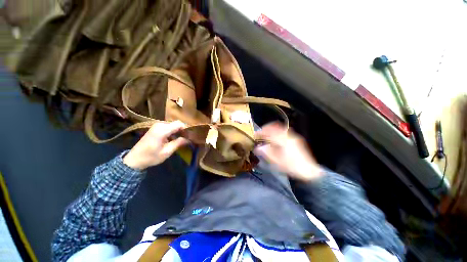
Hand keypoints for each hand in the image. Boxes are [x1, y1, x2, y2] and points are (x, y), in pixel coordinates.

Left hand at [123, 121, 188, 169]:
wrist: (134, 159)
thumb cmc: (151, 157)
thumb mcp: (167, 152)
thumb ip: (178, 143)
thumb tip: (189, 139)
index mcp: (162, 130)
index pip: (179, 124)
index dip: (186, 129)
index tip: (190, 136)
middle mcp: (159, 125)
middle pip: (176, 123)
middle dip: (183, 130)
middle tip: (187, 138)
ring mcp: (157, 125)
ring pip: (173, 125)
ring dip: (178, 131)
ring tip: (182, 139)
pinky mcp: (155, 128)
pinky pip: (168, 127)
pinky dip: (173, 131)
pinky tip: (174, 138)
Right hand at [254, 122, 321, 181]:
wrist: (309, 171)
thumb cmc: (292, 167)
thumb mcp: (277, 162)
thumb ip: (267, 153)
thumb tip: (257, 147)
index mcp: (284, 140)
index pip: (270, 132)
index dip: (262, 132)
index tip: (256, 135)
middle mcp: (289, 136)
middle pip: (276, 127)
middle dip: (266, 128)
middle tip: (261, 133)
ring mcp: (293, 137)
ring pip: (280, 129)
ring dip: (272, 130)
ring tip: (266, 136)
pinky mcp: (296, 139)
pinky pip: (284, 132)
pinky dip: (277, 133)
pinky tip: (275, 139)